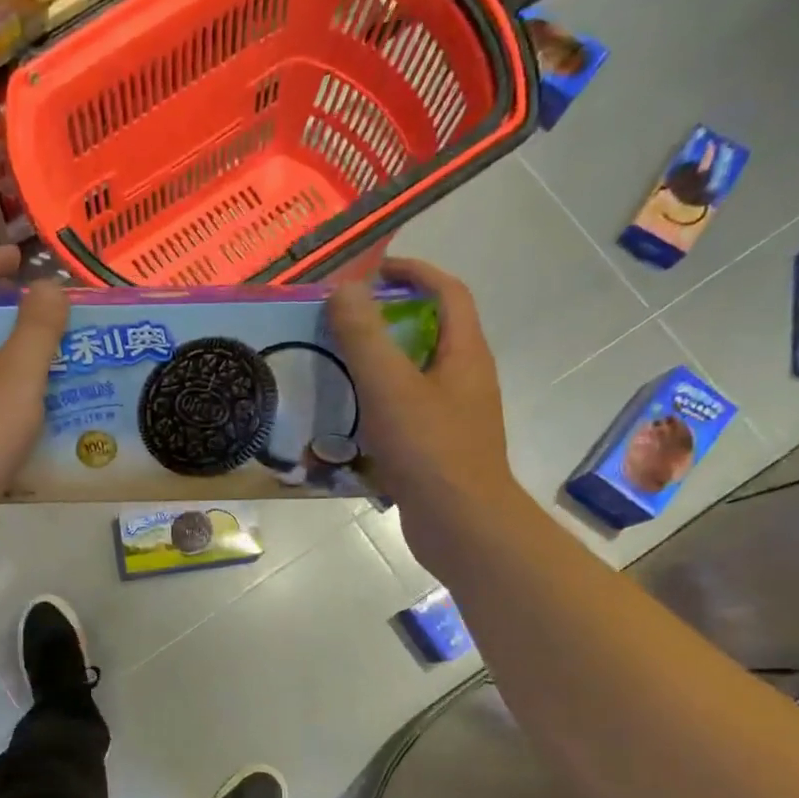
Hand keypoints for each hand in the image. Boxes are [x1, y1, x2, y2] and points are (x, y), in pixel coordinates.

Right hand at [327, 257, 518, 572]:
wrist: (461, 525)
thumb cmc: (429, 449)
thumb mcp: (388, 385)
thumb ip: (364, 335)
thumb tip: (344, 289)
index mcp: (464, 354)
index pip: (448, 293)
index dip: (415, 272)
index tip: (374, 272)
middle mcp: (465, 380)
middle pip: (428, 334)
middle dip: (387, 321)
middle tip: (341, 325)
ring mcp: (452, 418)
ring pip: (413, 378)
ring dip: (377, 367)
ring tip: (333, 370)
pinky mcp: (436, 450)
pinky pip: (403, 415)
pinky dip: (375, 408)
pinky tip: (343, 424)